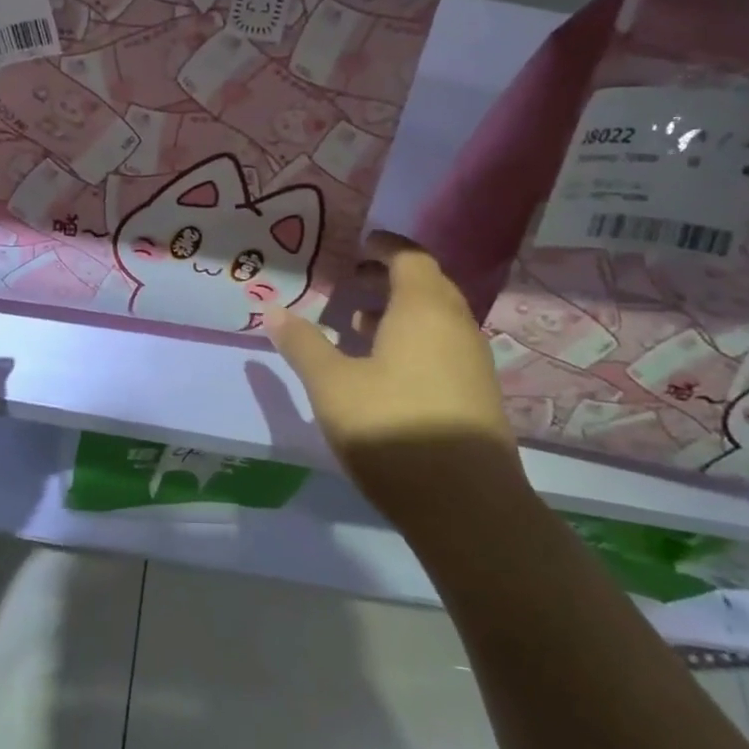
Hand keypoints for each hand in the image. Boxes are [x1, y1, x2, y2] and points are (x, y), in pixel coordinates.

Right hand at [264, 233, 520, 503]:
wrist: (467, 505)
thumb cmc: (392, 428)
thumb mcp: (332, 385)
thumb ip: (302, 344)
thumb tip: (271, 310)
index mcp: (423, 310)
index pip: (411, 258)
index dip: (385, 246)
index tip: (360, 243)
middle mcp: (456, 326)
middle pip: (427, 284)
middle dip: (390, 276)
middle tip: (351, 279)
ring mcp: (472, 362)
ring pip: (436, 318)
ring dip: (400, 311)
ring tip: (358, 321)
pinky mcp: (477, 394)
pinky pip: (443, 346)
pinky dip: (413, 340)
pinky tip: (383, 368)